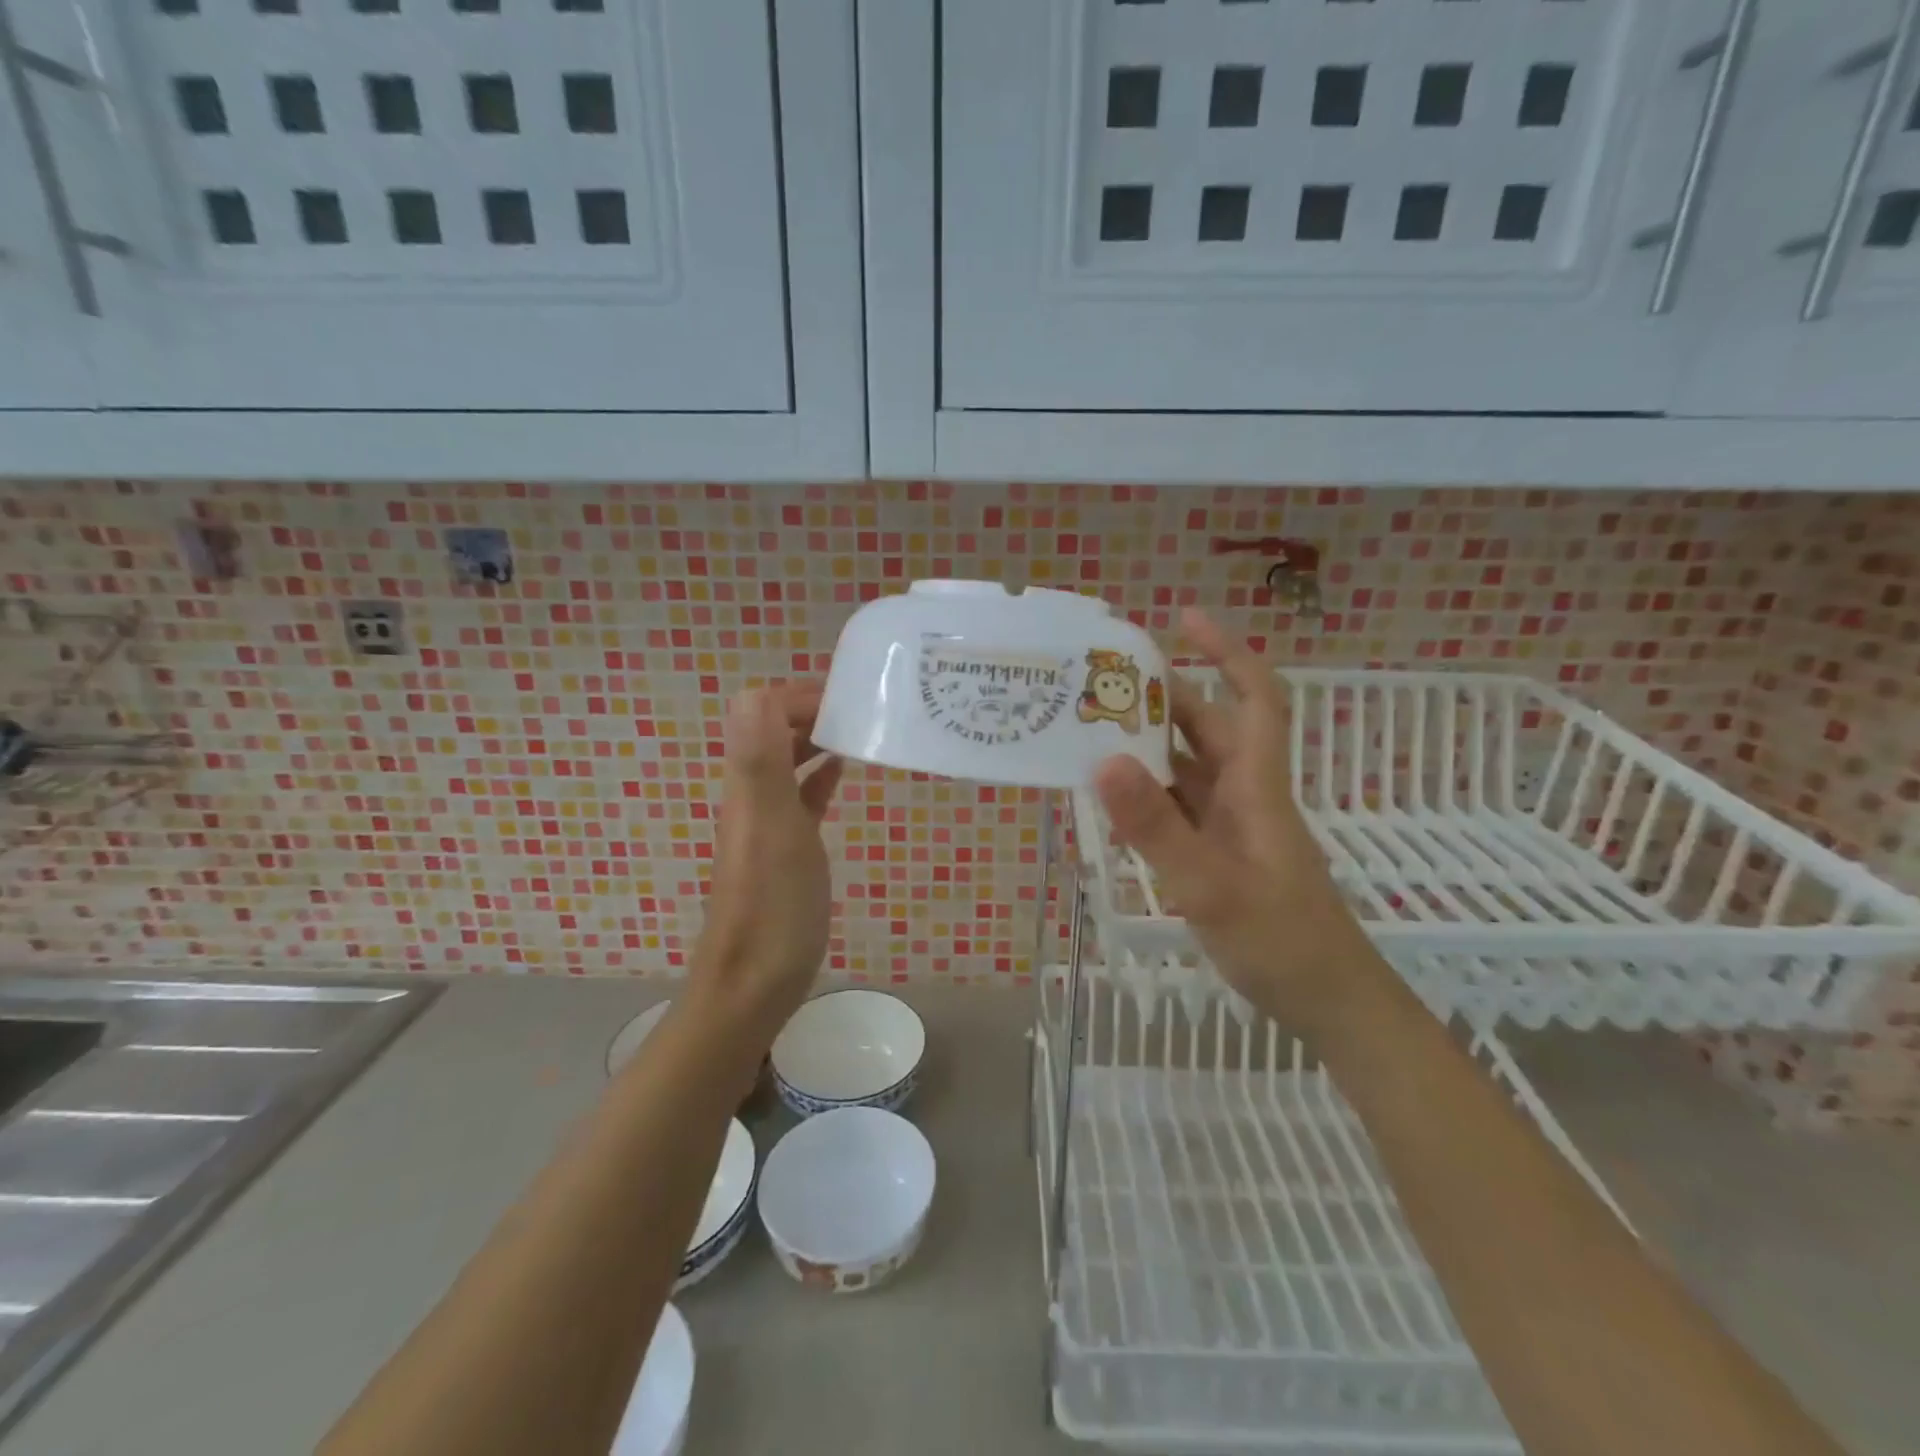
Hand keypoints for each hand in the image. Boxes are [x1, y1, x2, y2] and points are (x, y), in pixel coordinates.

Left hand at [687, 683, 843, 1041]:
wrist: (753, 982)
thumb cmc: (771, 906)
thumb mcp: (772, 828)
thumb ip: (760, 761)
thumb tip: (754, 691)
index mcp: (748, 781)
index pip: (762, 708)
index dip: (800, 694)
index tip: (849, 697)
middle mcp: (752, 792)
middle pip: (774, 729)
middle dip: (812, 709)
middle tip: (864, 709)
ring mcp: (768, 820)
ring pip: (788, 759)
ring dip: (817, 737)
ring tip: (862, 731)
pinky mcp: (786, 845)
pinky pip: (801, 794)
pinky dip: (820, 773)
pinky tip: (844, 769)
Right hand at [1093, 610, 1379, 1031]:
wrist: (1329, 1004)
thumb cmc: (1281, 942)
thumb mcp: (1210, 886)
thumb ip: (1156, 827)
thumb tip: (1104, 759)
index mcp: (1256, 787)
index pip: (1253, 698)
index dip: (1226, 651)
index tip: (1184, 618)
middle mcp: (1245, 795)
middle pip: (1210, 727)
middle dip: (1167, 695)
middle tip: (1107, 678)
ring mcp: (1233, 827)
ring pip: (1190, 767)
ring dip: (1151, 743)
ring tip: (1095, 726)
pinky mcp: (1220, 854)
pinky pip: (1179, 807)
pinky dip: (1148, 792)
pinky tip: (1113, 795)